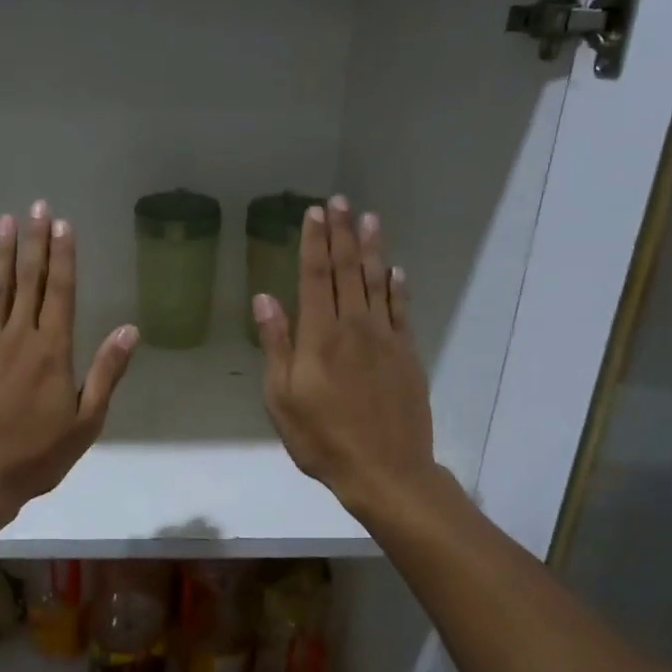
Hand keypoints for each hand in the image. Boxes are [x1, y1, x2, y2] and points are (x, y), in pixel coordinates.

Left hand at [0, 202, 139, 519]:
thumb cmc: (37, 455)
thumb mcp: (86, 422)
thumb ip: (106, 372)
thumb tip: (129, 329)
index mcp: (52, 351)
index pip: (60, 292)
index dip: (63, 256)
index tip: (64, 224)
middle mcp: (18, 338)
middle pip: (28, 281)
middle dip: (35, 241)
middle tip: (38, 206)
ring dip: (3, 253)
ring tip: (6, 221)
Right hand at [255, 195, 439, 520]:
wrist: (385, 471)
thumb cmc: (322, 438)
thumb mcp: (282, 398)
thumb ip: (276, 345)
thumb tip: (265, 298)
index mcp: (320, 336)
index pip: (316, 277)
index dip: (314, 243)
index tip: (313, 213)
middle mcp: (355, 327)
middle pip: (348, 271)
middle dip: (341, 234)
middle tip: (339, 201)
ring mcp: (386, 339)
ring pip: (378, 283)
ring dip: (371, 249)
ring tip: (368, 218)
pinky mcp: (407, 355)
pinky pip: (403, 311)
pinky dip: (398, 287)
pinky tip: (396, 270)